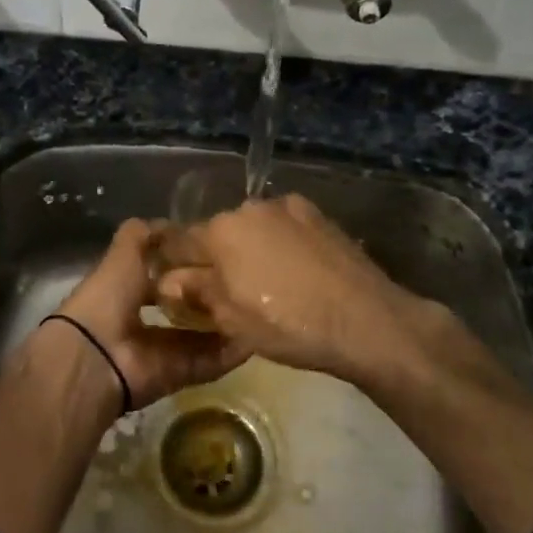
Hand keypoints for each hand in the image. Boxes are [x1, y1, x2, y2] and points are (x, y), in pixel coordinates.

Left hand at [52, 219, 245, 408]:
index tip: (216, 251)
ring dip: (225, 325)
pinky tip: (255, 337)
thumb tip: (169, 224)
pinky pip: (209, 363)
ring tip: (257, 307)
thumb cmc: (107, 297)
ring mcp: (161, 350)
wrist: (96, 357)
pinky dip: (230, 354)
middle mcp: (143, 320)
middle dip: (209, 296)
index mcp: (126, 290)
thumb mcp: (123, 255)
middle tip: (244, 281)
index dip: (184, 264)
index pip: (161, 275)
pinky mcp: (177, 374)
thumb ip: (142, 236)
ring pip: (200, 337)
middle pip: (183, 307)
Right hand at [152, 194, 476, 392]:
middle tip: (225, 290)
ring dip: (250, 248)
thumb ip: (194, 292)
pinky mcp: (318, 214)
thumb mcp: (231, 319)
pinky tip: (295, 271)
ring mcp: (287, 207)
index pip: (179, 241)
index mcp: (220, 231)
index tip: (174, 281)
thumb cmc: (288, 324)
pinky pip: (283, 227)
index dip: (172, 263)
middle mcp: (248, 207)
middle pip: (218, 231)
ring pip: (253, 227)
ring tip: (267, 282)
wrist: (366, 319)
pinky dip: (280, 244)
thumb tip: (166, 280)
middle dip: (215, 256)